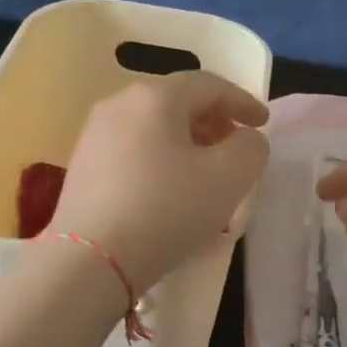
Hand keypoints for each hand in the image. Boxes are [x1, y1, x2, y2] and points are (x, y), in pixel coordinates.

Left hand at [52, 72, 269, 289]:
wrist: (91, 260)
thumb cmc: (167, 210)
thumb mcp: (230, 177)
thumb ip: (251, 148)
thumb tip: (245, 139)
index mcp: (155, 97)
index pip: (209, 85)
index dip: (243, 102)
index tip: (264, 124)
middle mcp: (119, 104)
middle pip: (178, 103)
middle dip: (214, 122)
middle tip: (236, 148)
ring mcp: (95, 136)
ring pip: (154, 129)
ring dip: (188, 144)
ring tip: (207, 173)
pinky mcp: (83, 168)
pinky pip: (134, 152)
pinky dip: (162, 161)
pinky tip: (171, 191)